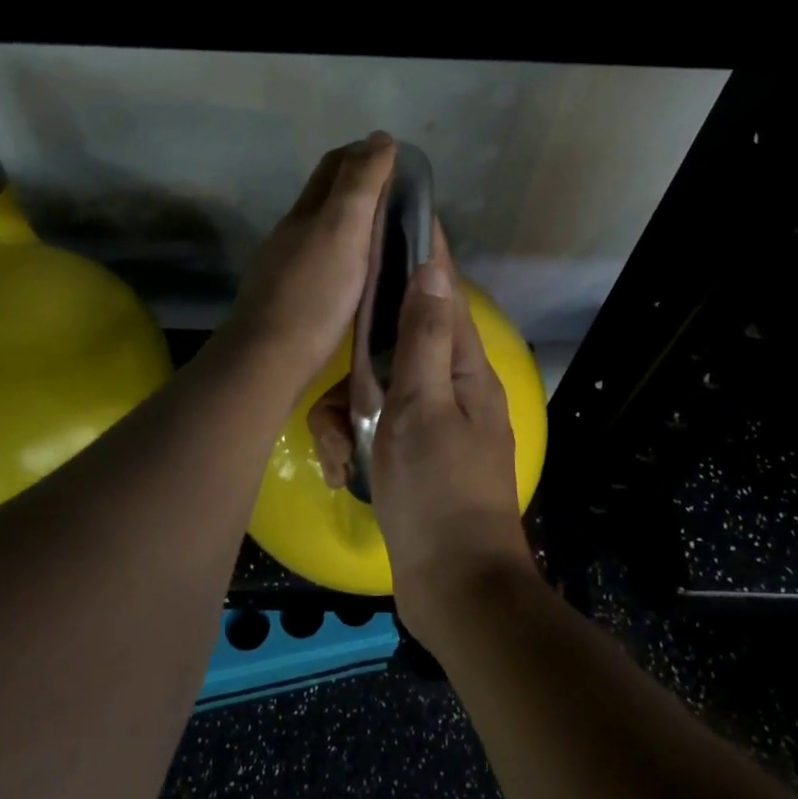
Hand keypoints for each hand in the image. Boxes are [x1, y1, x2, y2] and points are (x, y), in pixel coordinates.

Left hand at [223, 132, 395, 394]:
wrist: (269, 359)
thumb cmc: (313, 293)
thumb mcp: (343, 230)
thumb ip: (360, 185)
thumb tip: (380, 137)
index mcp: (306, 212)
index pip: (334, 166)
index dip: (365, 154)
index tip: (398, 160)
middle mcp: (292, 232)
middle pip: (325, 196)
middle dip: (359, 186)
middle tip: (400, 198)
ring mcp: (286, 267)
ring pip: (322, 231)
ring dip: (352, 223)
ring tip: (387, 235)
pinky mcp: (289, 298)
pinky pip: (321, 262)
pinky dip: (344, 255)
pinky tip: (359, 275)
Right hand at [307, 232, 532, 640]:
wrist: (455, 586)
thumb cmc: (437, 492)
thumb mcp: (422, 407)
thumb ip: (423, 338)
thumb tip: (432, 269)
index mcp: (463, 367)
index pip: (443, 291)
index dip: (424, 252)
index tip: (402, 212)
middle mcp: (451, 386)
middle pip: (397, 343)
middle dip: (358, 366)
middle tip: (336, 395)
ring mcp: (433, 421)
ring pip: (378, 388)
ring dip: (348, 414)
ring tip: (335, 450)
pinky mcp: (414, 453)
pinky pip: (376, 426)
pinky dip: (353, 441)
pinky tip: (339, 466)